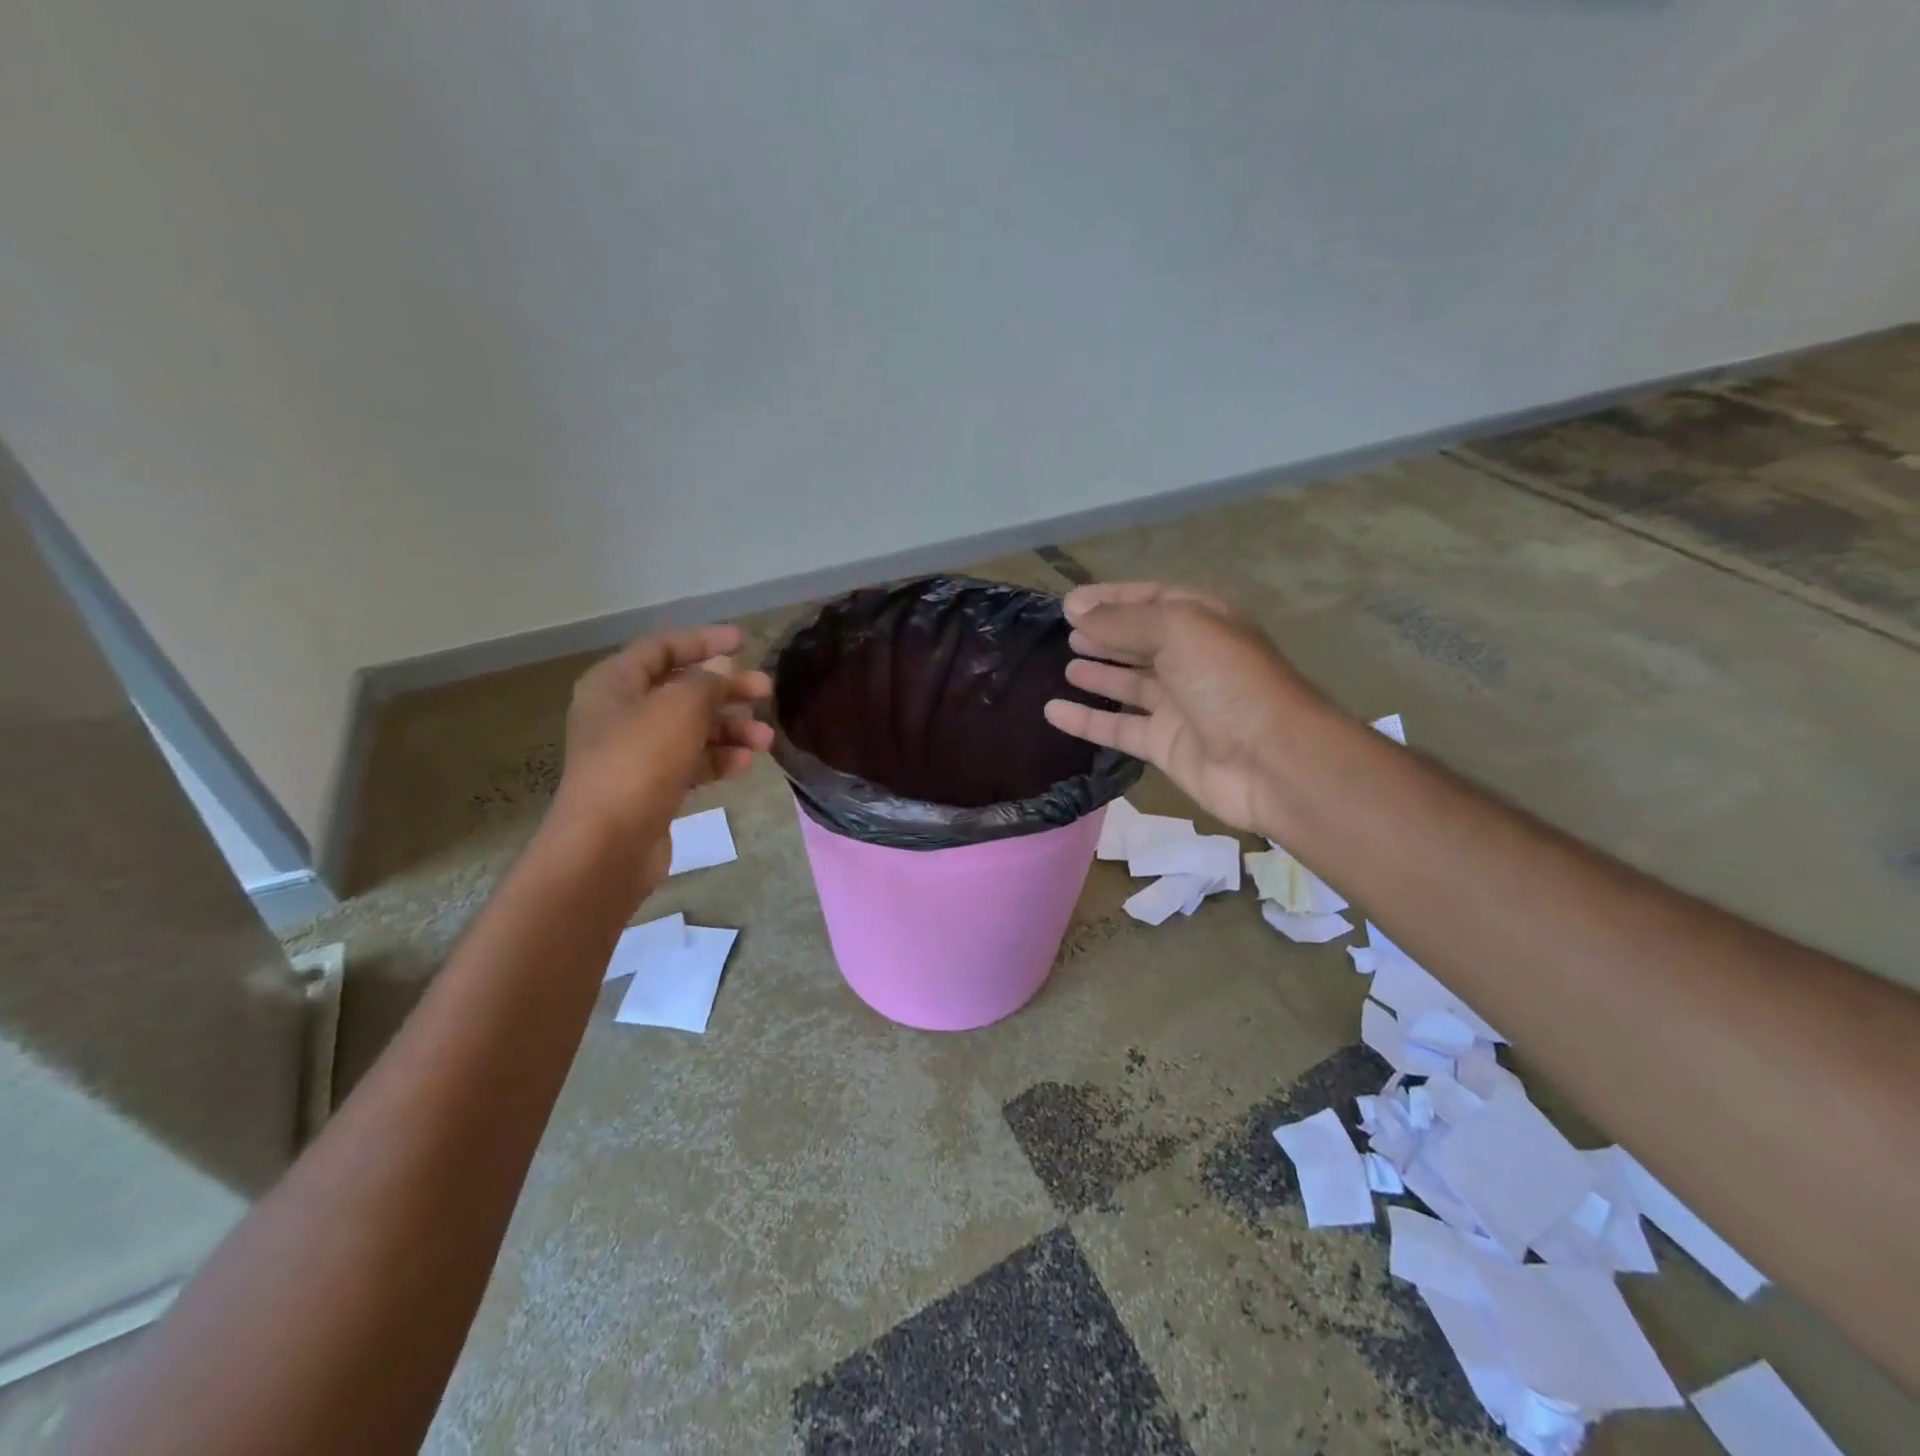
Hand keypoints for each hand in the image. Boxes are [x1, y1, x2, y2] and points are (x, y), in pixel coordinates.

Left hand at [550, 625, 773, 890]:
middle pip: (682, 689)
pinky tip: (745, 763)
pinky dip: (718, 759)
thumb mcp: (680, 708)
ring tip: (765, 739)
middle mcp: (621, 714)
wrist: (608, 845)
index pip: (662, 648)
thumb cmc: (639, 762)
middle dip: (727, 690)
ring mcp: (636, 753)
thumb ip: (707, 682)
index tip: (745, 642)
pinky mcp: (651, 787)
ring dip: (730, 729)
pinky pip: (691, 762)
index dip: (703, 640)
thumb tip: (723, 669)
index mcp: (615, 684)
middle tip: (766, 691)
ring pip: (692, 729)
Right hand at [1043, 583, 1321, 833]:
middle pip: (1140, 641)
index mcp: (1202, 622)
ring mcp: (1178, 705)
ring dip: (1099, 673)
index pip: (1152, 599)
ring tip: (1064, 663)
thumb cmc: (1228, 681)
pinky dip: (1087, 720)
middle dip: (1105, 634)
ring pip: (1130, 684)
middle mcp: (1191, 660)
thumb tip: (1075, 609)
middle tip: (1065, 632)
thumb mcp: (1178, 631)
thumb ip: (1123, 621)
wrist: (1270, 760)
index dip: (1112, 598)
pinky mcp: (1165, 744)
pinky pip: (1118, 728)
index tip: (1070, 603)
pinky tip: (1054, 711)